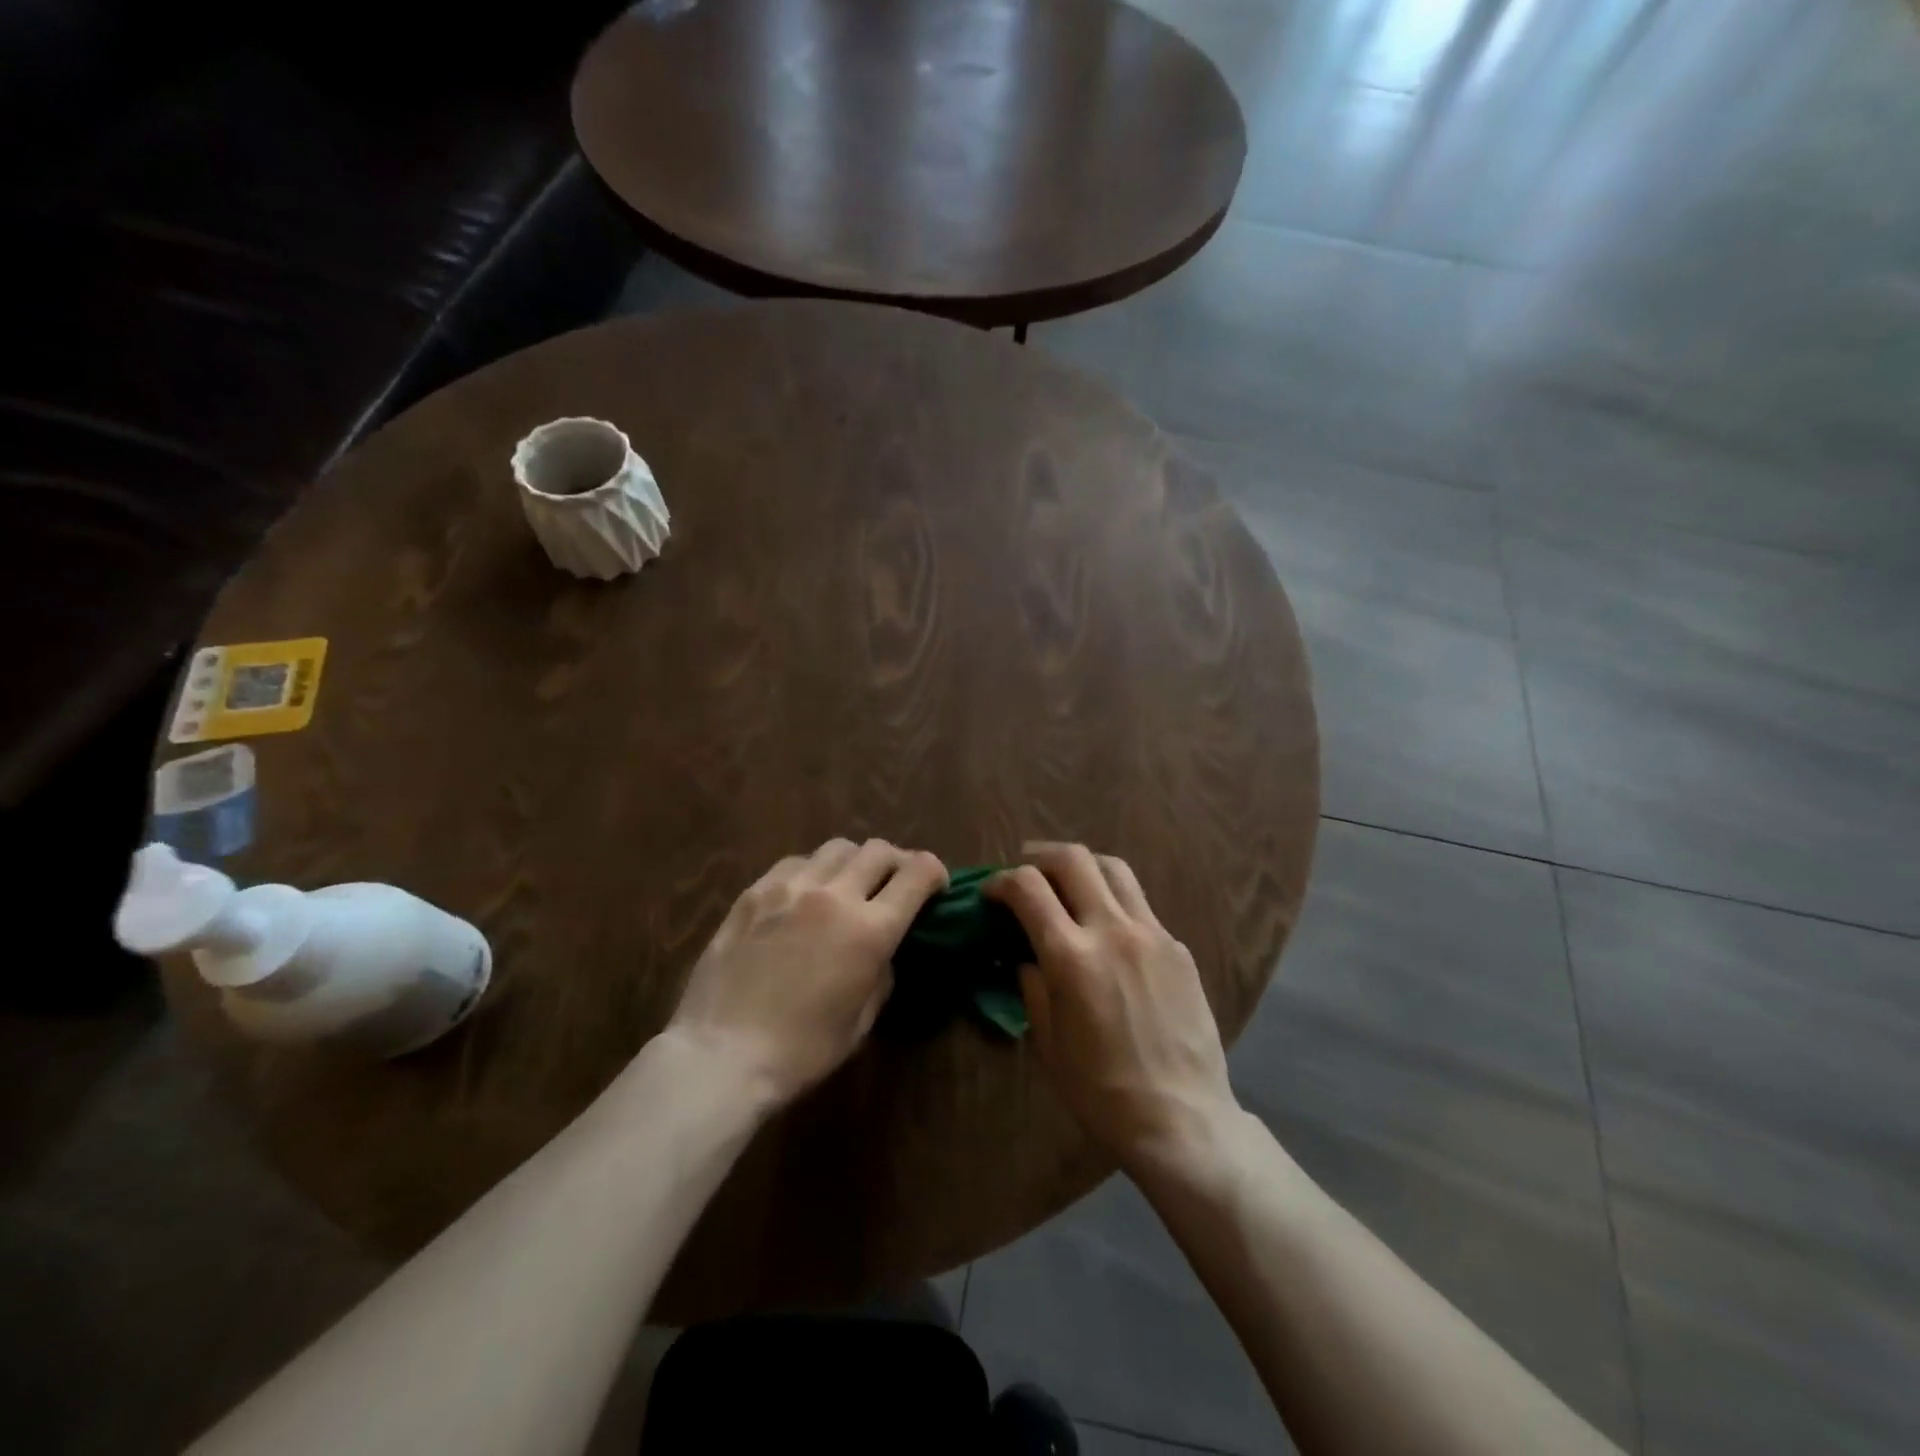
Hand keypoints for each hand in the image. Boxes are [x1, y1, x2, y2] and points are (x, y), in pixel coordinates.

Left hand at [666, 838, 947, 1106]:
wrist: (722, 1056)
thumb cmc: (802, 1051)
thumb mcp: (863, 1020)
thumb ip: (882, 971)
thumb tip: (883, 948)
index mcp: (870, 930)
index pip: (918, 872)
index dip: (935, 872)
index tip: (935, 886)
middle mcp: (834, 895)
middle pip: (880, 850)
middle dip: (897, 863)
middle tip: (894, 884)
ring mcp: (790, 888)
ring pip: (838, 847)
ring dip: (855, 862)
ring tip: (847, 885)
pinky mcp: (754, 892)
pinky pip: (795, 862)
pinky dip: (813, 870)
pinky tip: (804, 895)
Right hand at [987, 842, 1237, 1172]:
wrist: (1181, 1117)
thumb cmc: (1101, 1090)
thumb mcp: (1048, 1042)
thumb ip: (1033, 987)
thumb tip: (1026, 956)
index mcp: (1071, 956)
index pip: (1028, 887)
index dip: (1002, 881)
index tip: (991, 893)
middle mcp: (1112, 930)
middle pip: (1073, 859)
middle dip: (1040, 855)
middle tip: (1027, 869)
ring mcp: (1152, 933)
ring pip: (1114, 869)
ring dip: (1083, 866)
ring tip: (1069, 881)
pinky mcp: (1178, 947)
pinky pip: (1141, 906)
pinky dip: (1115, 902)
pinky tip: (1109, 931)